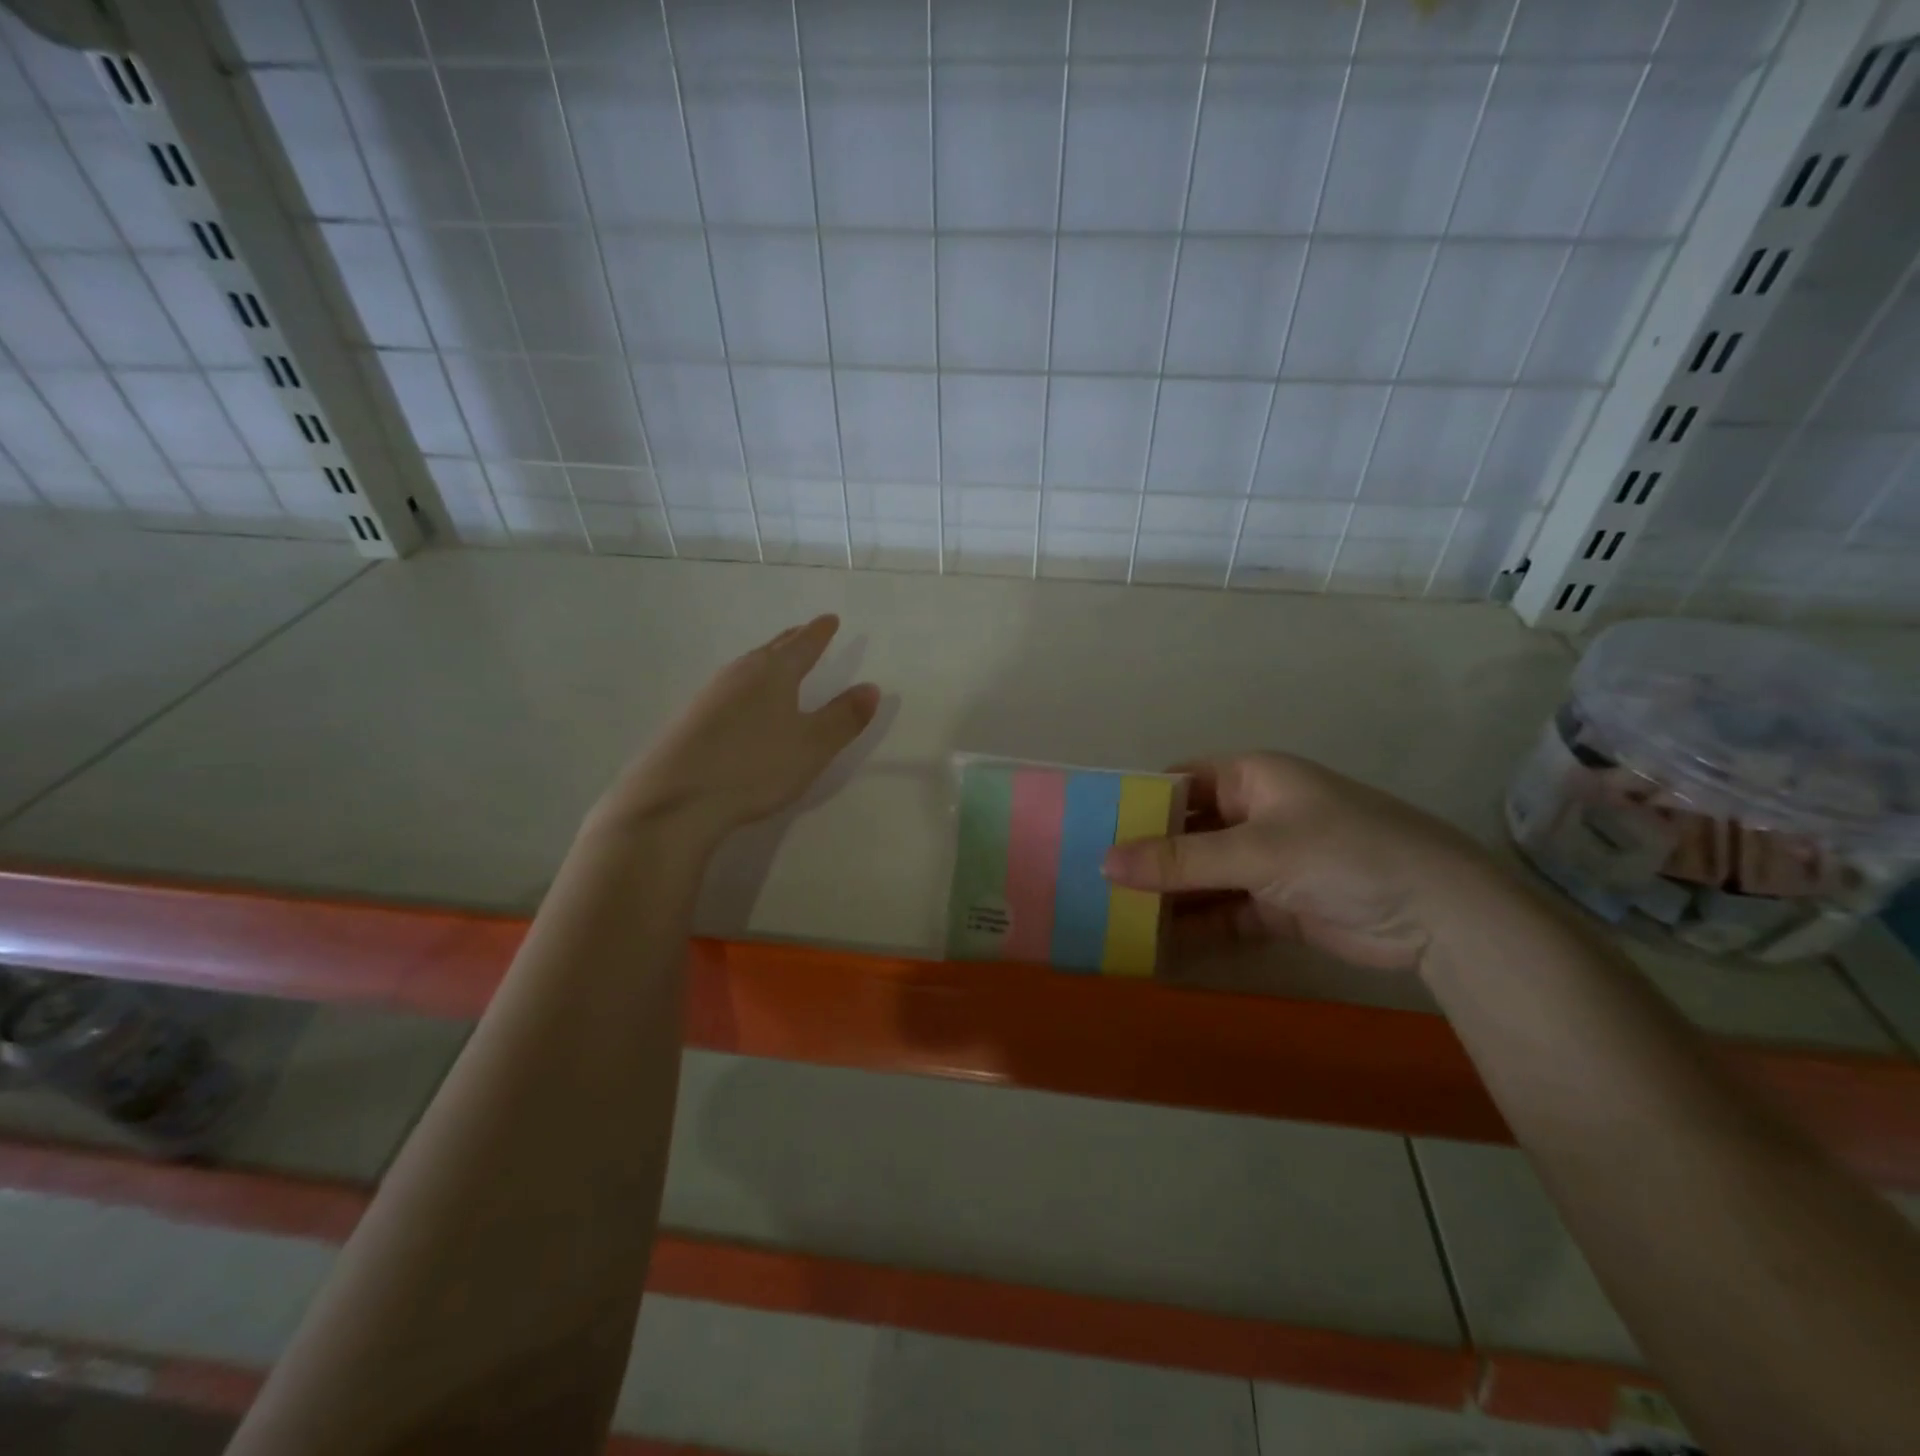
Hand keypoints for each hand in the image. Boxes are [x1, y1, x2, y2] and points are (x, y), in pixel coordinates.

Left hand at [589, 615, 880, 845]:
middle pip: (771, 650)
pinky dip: (746, 685)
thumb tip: (870, 687)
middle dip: (792, 641)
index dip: (820, 633)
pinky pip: (728, 689)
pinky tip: (742, 702)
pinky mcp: (690, 720)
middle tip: (806, 631)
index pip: (803, 645)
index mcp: (773, 673)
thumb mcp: (812, 746)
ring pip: (746, 668)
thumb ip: (843, 717)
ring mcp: (709, 695)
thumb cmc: (754, 768)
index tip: (830, 619)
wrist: (674, 801)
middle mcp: (739, 674)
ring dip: (766, 661)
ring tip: (777, 663)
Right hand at [1101, 752, 1511, 973]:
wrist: (1440, 915)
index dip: (1138, 802)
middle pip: (1188, 832)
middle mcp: (1256, 814)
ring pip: (1203, 875)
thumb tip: (1103, 862)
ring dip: (1168, 895)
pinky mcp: (1279, 904)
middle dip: (1147, 855)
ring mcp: (1267, 861)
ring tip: (1113, 915)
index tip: (1094, 828)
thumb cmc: (1343, 853)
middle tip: (1092, 879)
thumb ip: (1179, 860)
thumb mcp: (1256, 852)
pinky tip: (1157, 943)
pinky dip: (1196, 925)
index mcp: (1252, 779)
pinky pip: (1224, 911)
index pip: (1181, 782)